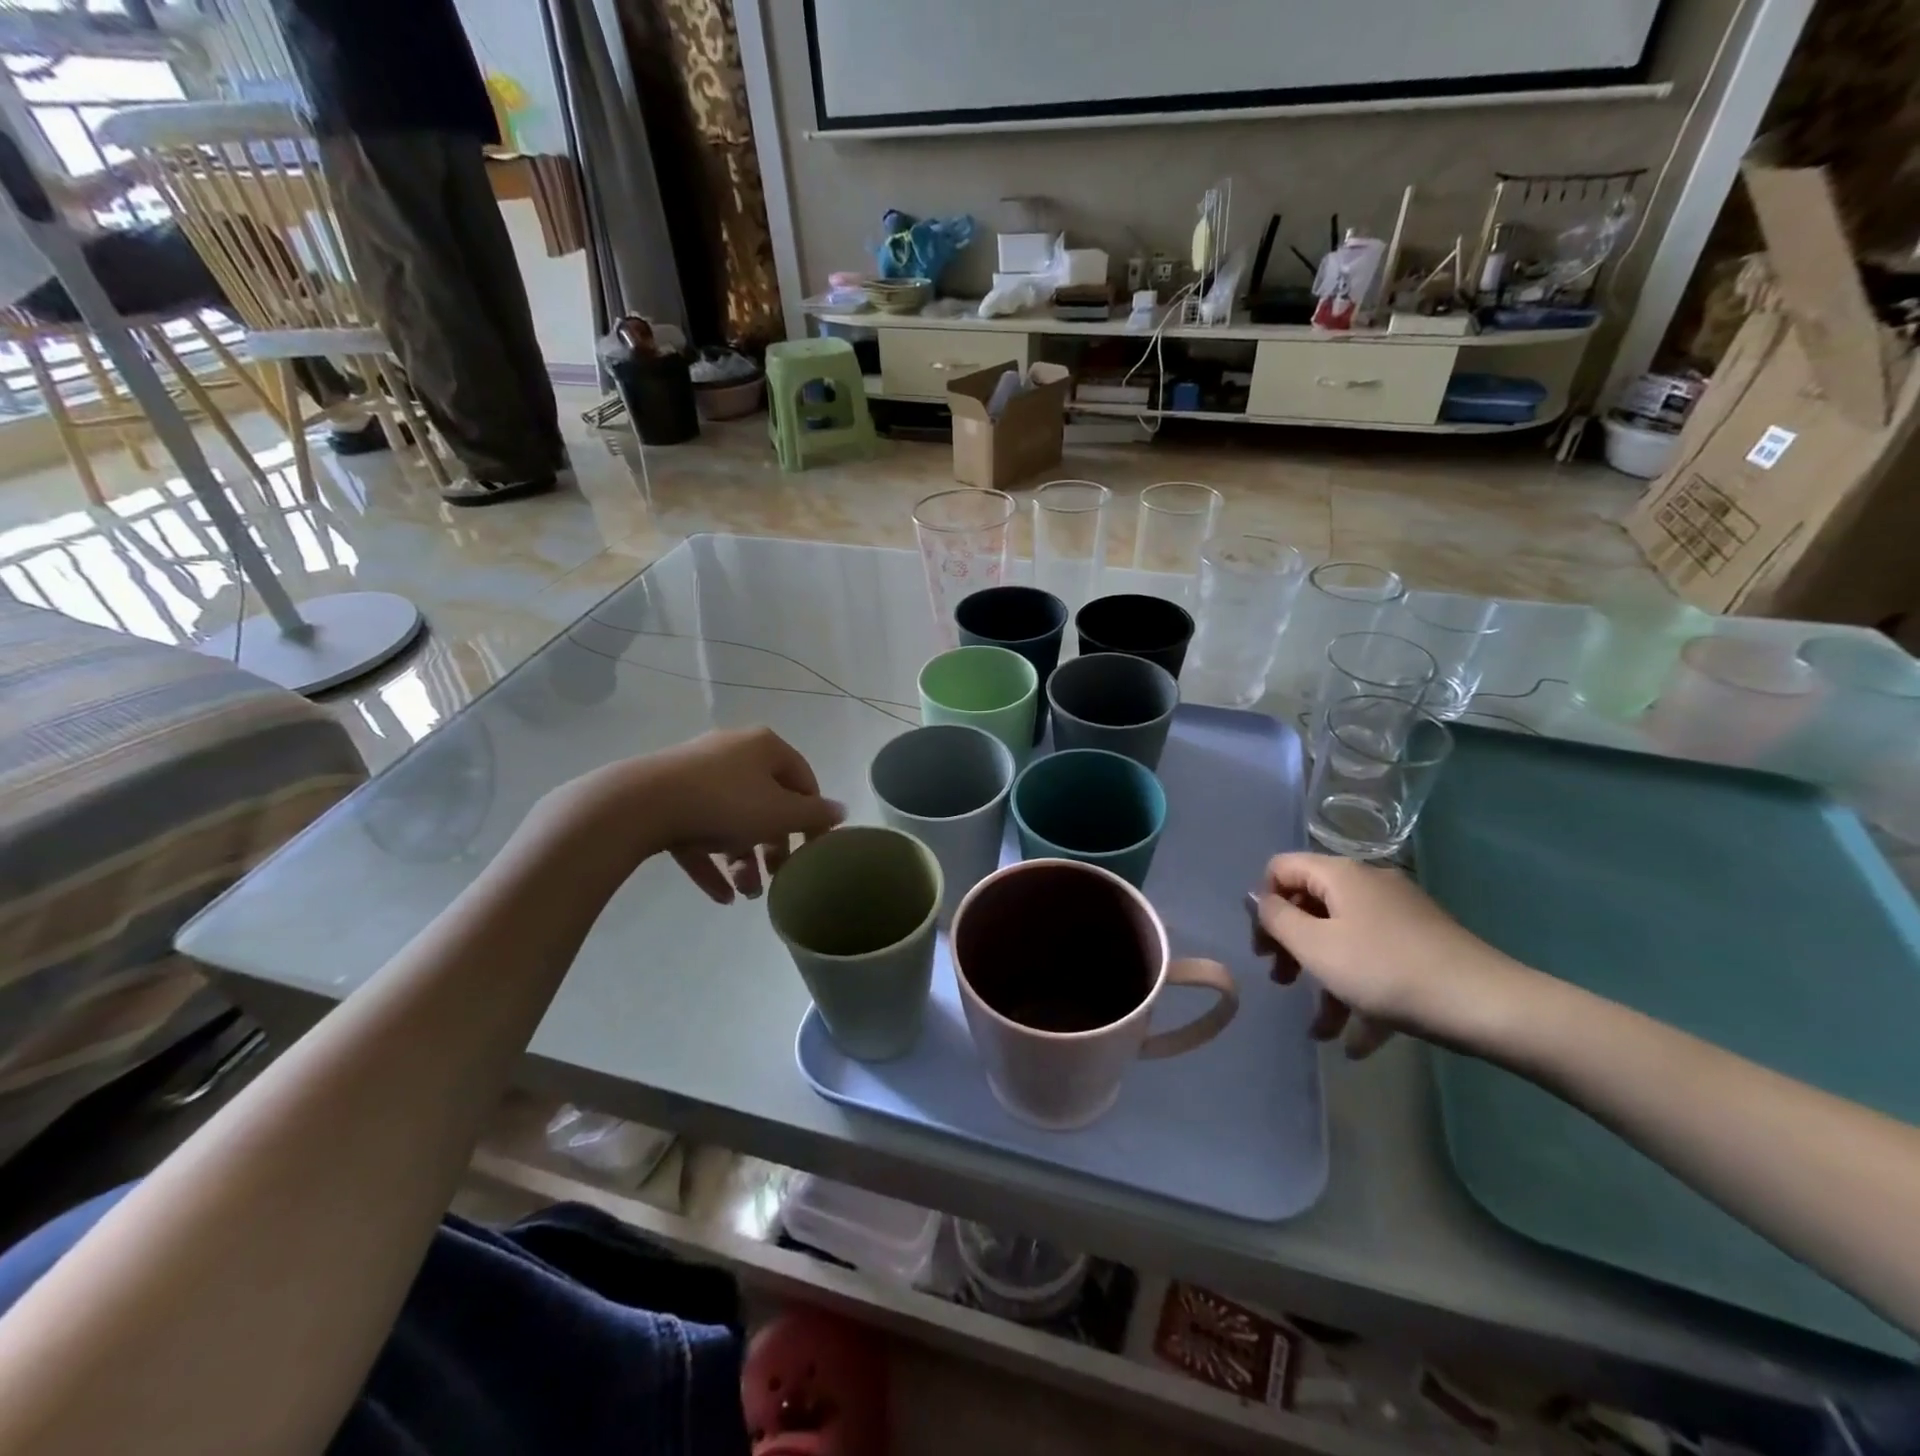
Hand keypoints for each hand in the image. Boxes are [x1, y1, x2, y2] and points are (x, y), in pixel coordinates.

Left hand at [536, 729, 843, 903]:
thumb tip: (841, 810)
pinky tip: (721, 896)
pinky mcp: (668, 799)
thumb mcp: (780, 813)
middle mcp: (733, 753)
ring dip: (743, 859)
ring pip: (731, 820)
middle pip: (766, 803)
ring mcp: (696, 775)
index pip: (803, 780)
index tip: (814, 851)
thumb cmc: (726, 803)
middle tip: (779, 876)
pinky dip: (711, 862)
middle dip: (774, 846)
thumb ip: (814, 815)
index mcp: (765, 747)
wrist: (641, 804)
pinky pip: (698, 832)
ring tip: (747, 893)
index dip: (813, 817)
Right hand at [1254, 852, 1529, 1057]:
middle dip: (1291, 945)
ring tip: (1319, 1029)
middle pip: (1312, 905)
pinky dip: (1361, 994)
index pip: (1282, 868)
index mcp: (1340, 875)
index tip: (1265, 946)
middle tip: (1282, 982)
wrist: (1488, 1006)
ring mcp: (1400, 916)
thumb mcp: (1315, 946)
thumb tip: (1258, 898)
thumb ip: (1276, 919)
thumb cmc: (1385, 971)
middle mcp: (1369, 886)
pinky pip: (1377, 962)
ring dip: (1324, 980)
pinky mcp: (1423, 945)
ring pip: (1344, 939)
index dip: (1264, 903)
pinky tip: (1356, 1042)